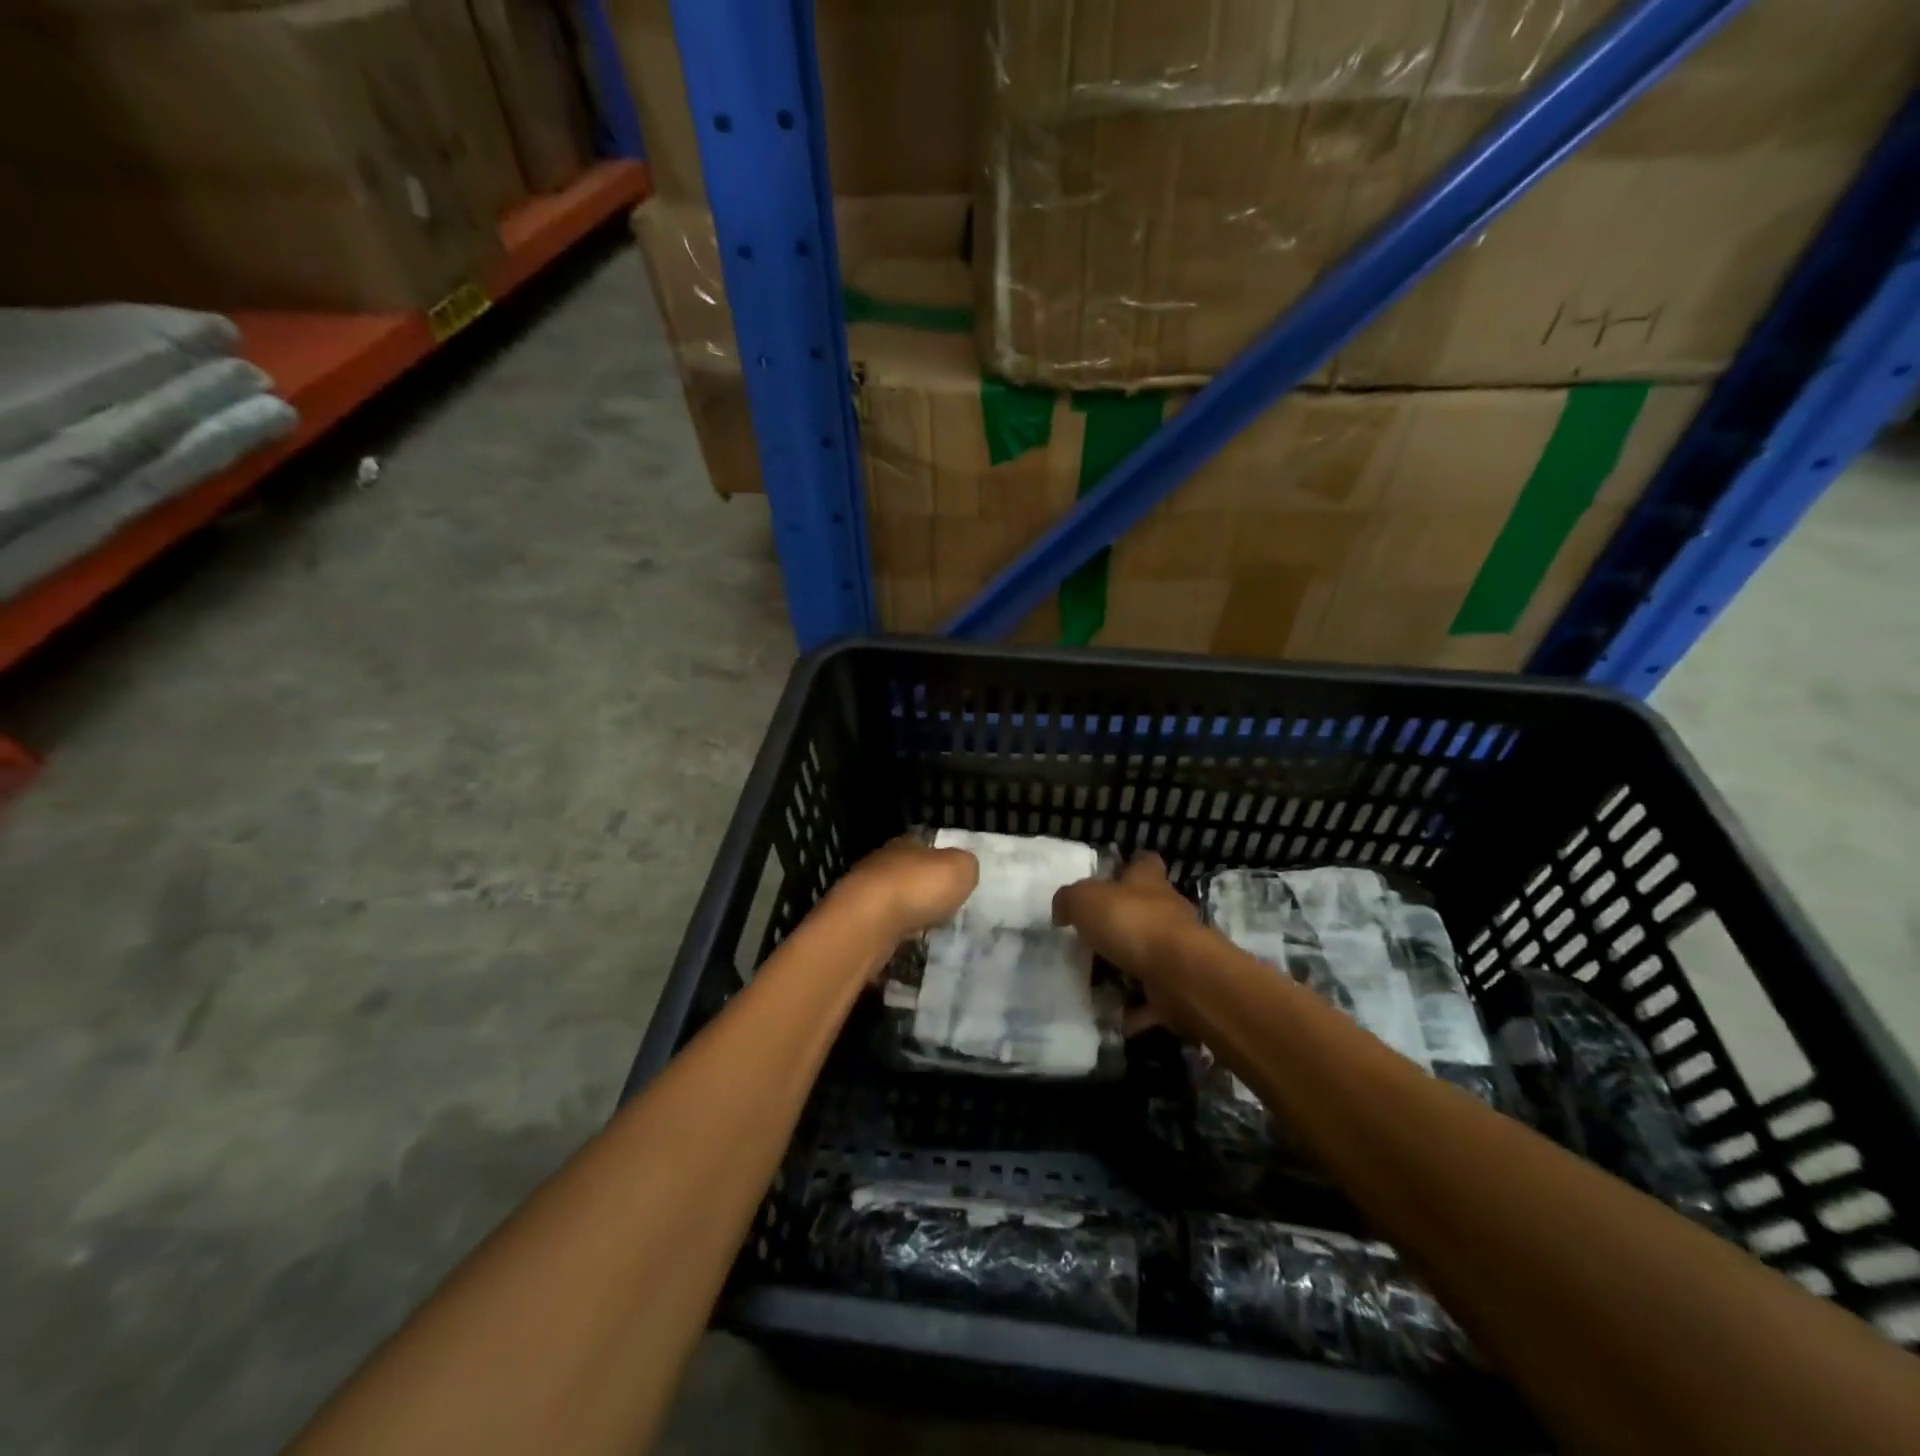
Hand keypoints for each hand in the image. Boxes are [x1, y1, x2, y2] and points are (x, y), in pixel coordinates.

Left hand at [830, 837, 978, 943]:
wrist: (867, 922)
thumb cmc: (918, 887)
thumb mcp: (960, 868)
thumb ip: (965, 865)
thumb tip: (962, 869)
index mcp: (905, 843)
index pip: (925, 847)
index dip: (941, 862)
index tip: (954, 882)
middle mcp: (881, 863)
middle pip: (907, 873)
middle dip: (923, 890)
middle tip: (943, 908)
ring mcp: (863, 893)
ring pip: (892, 900)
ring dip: (906, 913)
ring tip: (926, 929)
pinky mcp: (855, 922)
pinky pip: (882, 926)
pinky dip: (893, 934)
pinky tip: (905, 944)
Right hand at [1053, 853, 1199, 1034]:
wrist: (1179, 975)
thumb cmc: (1132, 923)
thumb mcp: (1084, 900)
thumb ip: (1069, 900)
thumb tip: (1063, 910)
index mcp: (1148, 882)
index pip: (1144, 863)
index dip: (1129, 866)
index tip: (1110, 879)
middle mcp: (1168, 911)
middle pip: (1147, 909)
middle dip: (1123, 922)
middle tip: (1090, 938)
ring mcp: (1178, 951)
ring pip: (1149, 955)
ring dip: (1127, 968)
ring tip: (1094, 981)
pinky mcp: (1180, 987)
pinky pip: (1151, 999)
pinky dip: (1134, 1010)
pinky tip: (1110, 1016)